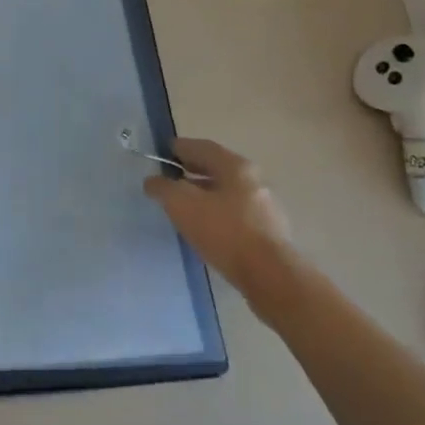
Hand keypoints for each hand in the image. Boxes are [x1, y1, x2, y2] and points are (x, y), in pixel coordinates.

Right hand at [145, 139, 300, 308]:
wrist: (271, 277)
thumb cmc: (224, 231)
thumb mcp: (182, 205)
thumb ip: (163, 188)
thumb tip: (153, 181)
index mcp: (235, 166)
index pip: (202, 147)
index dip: (180, 148)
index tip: (163, 153)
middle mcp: (254, 180)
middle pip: (217, 168)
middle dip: (193, 171)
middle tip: (171, 178)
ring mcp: (265, 207)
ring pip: (228, 192)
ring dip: (206, 194)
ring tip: (185, 206)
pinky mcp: (269, 233)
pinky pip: (237, 214)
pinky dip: (219, 214)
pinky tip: (207, 229)